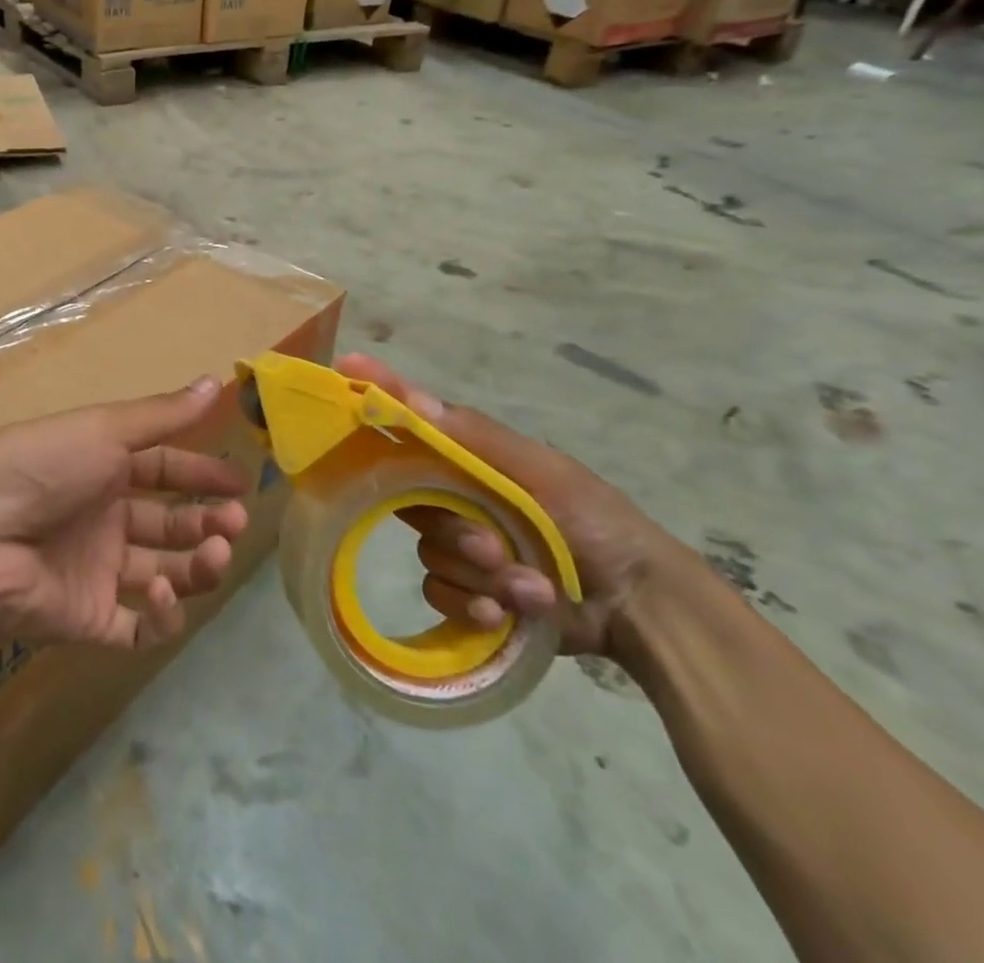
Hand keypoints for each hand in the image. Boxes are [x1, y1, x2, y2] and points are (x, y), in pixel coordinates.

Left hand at [0, 376, 248, 649]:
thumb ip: (163, 415)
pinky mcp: (89, 620)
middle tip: (234, 521)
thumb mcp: (105, 429)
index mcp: (104, 471)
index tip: (241, 482)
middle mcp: (104, 520)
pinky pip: (139, 628)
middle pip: (171, 526)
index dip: (203, 474)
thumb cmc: (44, 465)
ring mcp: (98, 573)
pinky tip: (163, 591)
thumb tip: (217, 381)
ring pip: (167, 576)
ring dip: (198, 566)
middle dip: (208, 522)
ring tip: (216, 551)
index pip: (165, 471)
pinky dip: (163, 615)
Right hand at [336, 354, 681, 659]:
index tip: (344, 369)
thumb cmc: (594, 522)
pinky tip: (507, 616)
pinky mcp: (469, 593)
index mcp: (470, 460)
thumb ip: (475, 438)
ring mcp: (461, 546)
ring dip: (478, 575)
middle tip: (492, 546)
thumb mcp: (541, 472)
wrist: (640, 607)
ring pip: (428, 553)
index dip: (377, 397)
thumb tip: (409, 396)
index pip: (410, 423)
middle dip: (453, 529)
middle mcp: (456, 496)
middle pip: (410, 501)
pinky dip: (474, 606)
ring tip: (527, 587)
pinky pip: (440, 594)